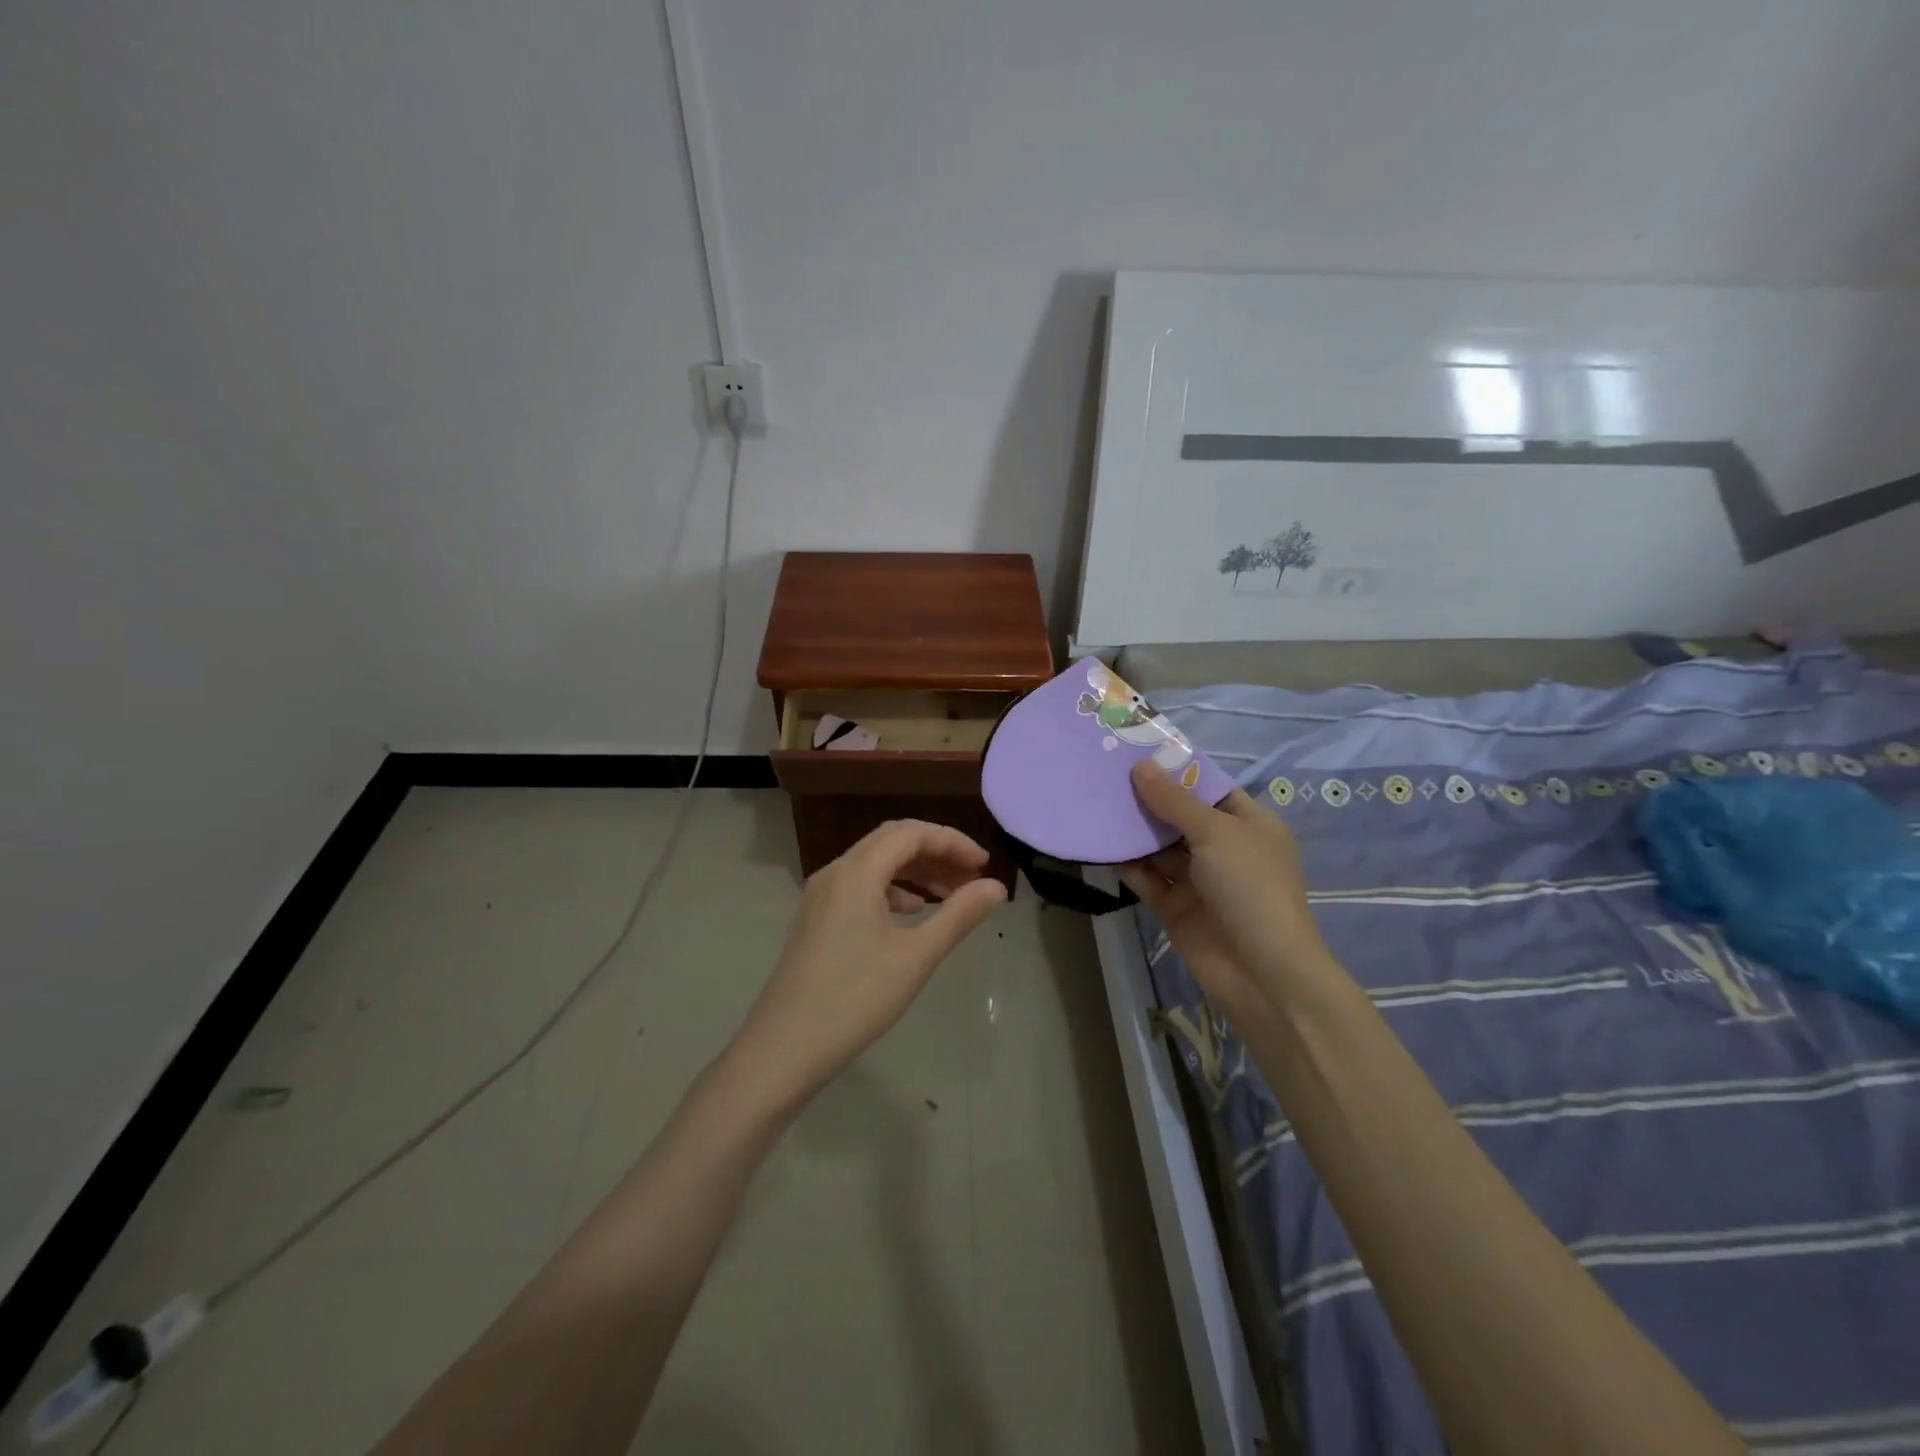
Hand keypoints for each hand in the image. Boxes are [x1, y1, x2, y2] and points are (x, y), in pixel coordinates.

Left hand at [730, 820, 1006, 1108]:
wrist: (783, 1048)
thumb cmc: (855, 999)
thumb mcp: (915, 956)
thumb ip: (959, 915)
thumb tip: (996, 887)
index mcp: (856, 872)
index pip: (911, 833)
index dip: (952, 841)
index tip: (984, 865)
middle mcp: (835, 873)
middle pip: (891, 842)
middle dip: (935, 853)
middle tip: (972, 877)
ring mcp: (820, 896)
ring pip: (875, 865)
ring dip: (915, 872)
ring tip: (951, 896)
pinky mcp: (815, 920)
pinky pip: (860, 887)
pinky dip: (893, 891)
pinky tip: (912, 914)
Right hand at [1118, 759, 1327, 1019]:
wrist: (1261, 972)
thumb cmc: (1250, 887)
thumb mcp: (1216, 833)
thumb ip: (1174, 800)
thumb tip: (1140, 765)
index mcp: (1248, 824)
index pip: (1208, 787)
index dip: (1176, 769)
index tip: (1136, 750)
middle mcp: (1223, 848)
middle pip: (1179, 815)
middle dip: (1147, 797)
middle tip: (1104, 773)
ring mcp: (1199, 879)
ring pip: (1159, 847)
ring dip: (1132, 830)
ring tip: (1095, 802)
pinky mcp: (1176, 906)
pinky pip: (1147, 878)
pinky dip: (1127, 864)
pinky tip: (1099, 844)